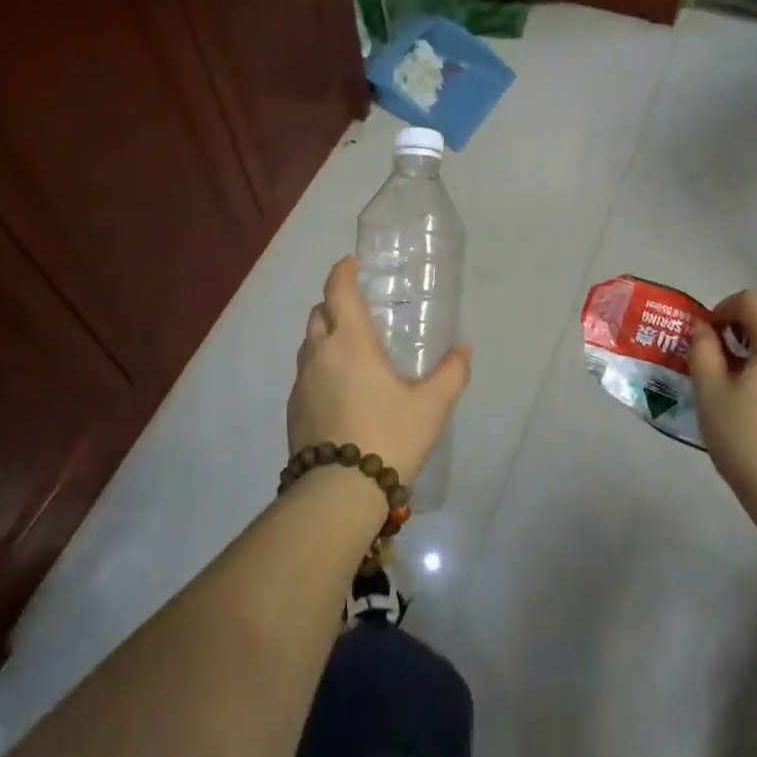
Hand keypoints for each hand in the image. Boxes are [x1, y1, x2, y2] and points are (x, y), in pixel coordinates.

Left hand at [287, 257, 471, 484]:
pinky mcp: (293, 409)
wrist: (339, 492)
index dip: (342, 272)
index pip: (338, 290)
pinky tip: (339, 388)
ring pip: (308, 344)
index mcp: (350, 341)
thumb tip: (464, 348)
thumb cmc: (389, 436)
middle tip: (358, 309)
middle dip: (334, 303)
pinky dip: (319, 366)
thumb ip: (451, 373)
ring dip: (325, 335)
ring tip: (350, 349)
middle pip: (318, 313)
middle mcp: (319, 353)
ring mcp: (300, 382)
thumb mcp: (431, 406)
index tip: (350, 263)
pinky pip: (304, 373)